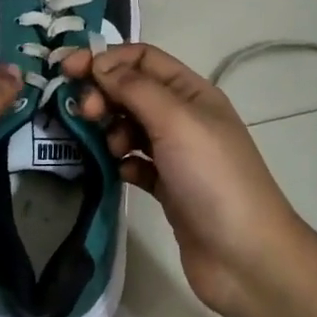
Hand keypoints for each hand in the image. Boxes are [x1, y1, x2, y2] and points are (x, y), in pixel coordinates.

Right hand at [65, 44, 305, 316]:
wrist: (247, 258)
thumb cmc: (213, 178)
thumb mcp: (175, 121)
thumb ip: (134, 88)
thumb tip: (99, 63)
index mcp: (192, 92)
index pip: (142, 58)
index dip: (106, 58)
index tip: (69, 71)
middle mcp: (184, 117)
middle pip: (132, 90)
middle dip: (104, 93)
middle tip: (86, 113)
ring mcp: (177, 154)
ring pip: (130, 126)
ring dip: (112, 129)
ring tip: (110, 148)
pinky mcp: (168, 187)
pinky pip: (135, 162)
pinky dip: (123, 162)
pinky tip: (121, 172)